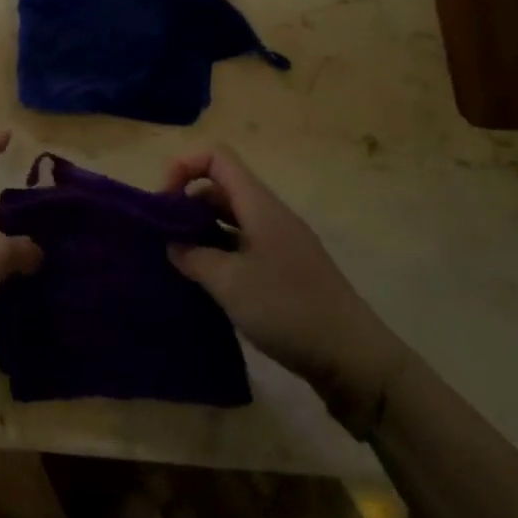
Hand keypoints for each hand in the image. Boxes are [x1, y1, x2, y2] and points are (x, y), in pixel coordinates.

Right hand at [164, 147, 409, 439]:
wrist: (355, 360)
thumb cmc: (289, 310)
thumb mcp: (230, 283)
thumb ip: (193, 256)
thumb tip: (173, 244)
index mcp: (260, 206)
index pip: (217, 158)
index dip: (184, 167)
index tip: (163, 202)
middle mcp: (271, 216)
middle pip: (221, 188)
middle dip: (187, 202)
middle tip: (163, 236)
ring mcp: (281, 243)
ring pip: (231, 219)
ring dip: (202, 231)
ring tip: (178, 260)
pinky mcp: (286, 271)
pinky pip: (243, 245)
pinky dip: (220, 253)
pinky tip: (206, 282)